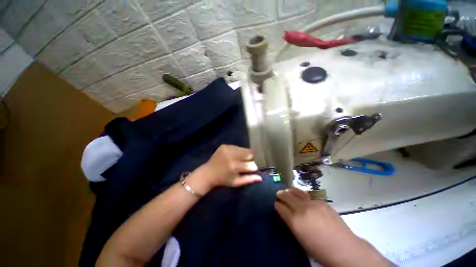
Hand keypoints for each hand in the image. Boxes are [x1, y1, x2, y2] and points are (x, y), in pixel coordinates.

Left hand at [186, 145, 261, 194]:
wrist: (208, 173)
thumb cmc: (223, 180)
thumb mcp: (236, 182)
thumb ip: (249, 180)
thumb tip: (261, 178)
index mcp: (234, 167)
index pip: (251, 164)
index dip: (253, 167)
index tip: (251, 169)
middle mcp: (231, 156)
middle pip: (249, 153)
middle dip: (250, 158)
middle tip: (245, 163)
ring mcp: (227, 149)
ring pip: (243, 149)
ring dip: (244, 154)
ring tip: (239, 159)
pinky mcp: (224, 145)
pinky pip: (236, 147)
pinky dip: (238, 151)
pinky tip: (233, 156)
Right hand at [275, 188, 389, 266]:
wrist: (344, 249)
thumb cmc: (319, 249)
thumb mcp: (300, 238)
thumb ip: (291, 222)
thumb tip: (286, 212)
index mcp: (295, 221)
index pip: (280, 207)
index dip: (277, 204)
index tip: (276, 204)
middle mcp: (302, 209)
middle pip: (287, 196)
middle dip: (281, 194)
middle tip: (278, 194)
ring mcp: (313, 204)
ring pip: (296, 191)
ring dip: (290, 191)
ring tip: (287, 191)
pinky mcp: (322, 202)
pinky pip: (308, 196)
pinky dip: (302, 196)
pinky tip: (303, 199)